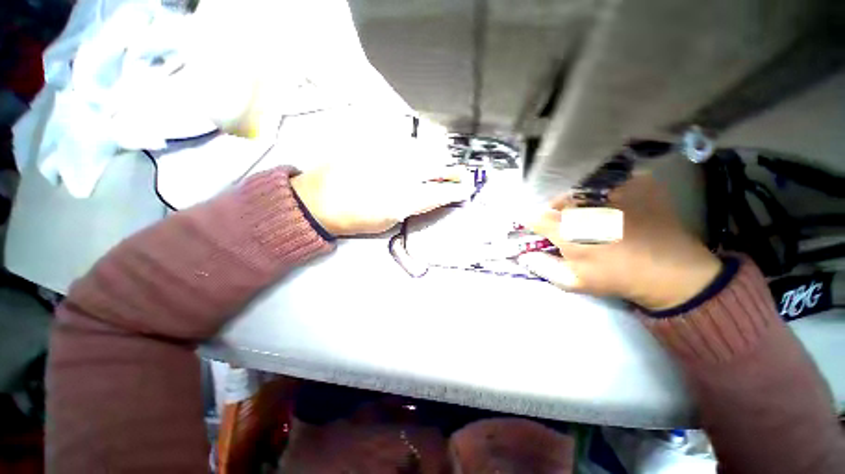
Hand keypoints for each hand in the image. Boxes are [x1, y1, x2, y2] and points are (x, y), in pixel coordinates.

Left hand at [290, 141, 473, 235]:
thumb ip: (411, 206)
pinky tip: (416, 156)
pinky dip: (415, 150)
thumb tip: (427, 196)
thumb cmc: (352, 218)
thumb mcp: (387, 220)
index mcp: (401, 199)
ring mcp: (384, 156)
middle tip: (461, 175)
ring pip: (422, 151)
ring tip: (442, 166)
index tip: (465, 190)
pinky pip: (403, 144)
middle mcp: (397, 174)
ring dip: (436, 159)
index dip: (456, 191)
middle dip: (453, 171)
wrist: (317, 200)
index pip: (439, 192)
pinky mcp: (372, 145)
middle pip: (435, 167)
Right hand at [520, 174, 721, 309]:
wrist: (673, 271)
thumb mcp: (574, 281)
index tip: (539, 230)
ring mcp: (614, 190)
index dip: (533, 223)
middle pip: (557, 200)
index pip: (534, 217)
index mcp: (567, 229)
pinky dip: (607, 193)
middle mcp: (585, 205)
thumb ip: (543, 266)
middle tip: (569, 226)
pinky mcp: (638, 182)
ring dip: (580, 202)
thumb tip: (524, 255)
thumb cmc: (617, 278)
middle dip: (556, 212)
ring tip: (594, 216)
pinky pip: (611, 182)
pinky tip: (616, 207)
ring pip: (581, 189)